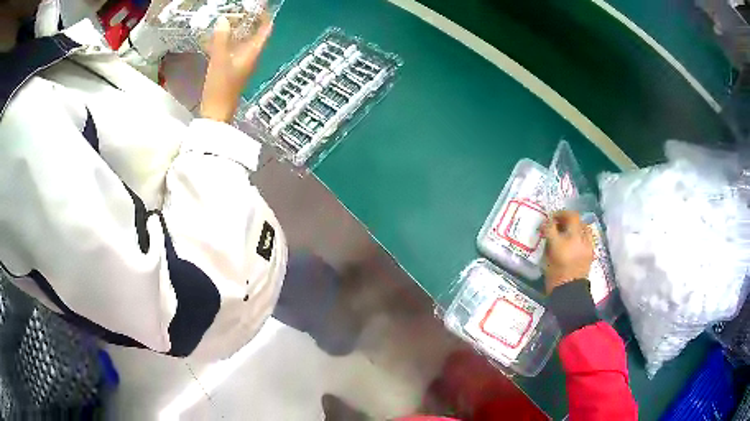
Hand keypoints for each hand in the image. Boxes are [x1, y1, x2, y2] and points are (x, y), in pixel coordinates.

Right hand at [200, 14, 271, 122]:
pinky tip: (216, 36)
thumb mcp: (219, 61)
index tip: (258, 5)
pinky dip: (227, 40)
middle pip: (254, 33)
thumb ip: (221, 39)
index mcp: (253, 52)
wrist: (216, 113)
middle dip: (248, 20)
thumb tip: (224, 20)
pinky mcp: (231, 68)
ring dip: (236, 29)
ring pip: (242, 40)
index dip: (265, 16)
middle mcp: (250, 55)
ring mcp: (240, 62)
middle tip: (238, 9)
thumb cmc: (220, 88)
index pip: (265, 29)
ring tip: (227, 17)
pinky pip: (232, 49)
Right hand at [542, 211, 593, 293]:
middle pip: (572, 217)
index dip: (548, 221)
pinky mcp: (591, 249)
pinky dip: (582, 232)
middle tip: (558, 219)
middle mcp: (575, 240)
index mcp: (559, 244)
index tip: (546, 222)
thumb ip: (549, 242)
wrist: (570, 292)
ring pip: (583, 223)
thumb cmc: (554, 277)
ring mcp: (585, 243)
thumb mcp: (547, 258)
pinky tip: (577, 238)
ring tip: (569, 227)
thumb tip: (550, 231)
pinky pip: (588, 234)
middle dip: (564, 215)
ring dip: (575, 222)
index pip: (552, 225)